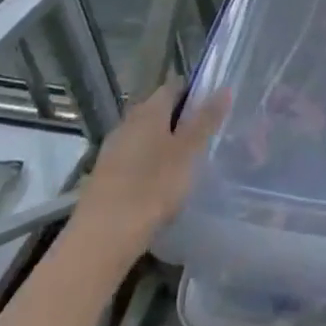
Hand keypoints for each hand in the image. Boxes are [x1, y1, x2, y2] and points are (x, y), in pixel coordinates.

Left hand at [68, 80, 230, 267]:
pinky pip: (134, 157)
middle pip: (159, 110)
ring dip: (165, 142)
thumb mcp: (189, 152)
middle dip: (181, 118)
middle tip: (207, 134)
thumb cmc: (152, 188)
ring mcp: (113, 150)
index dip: (195, 91)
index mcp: (149, 110)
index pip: (174, 86)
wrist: (101, 239)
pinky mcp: (105, 176)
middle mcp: (127, 122)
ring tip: (189, 159)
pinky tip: (163, 182)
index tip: (215, 106)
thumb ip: (206, 120)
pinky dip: (150, 162)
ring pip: (146, 135)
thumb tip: (224, 88)